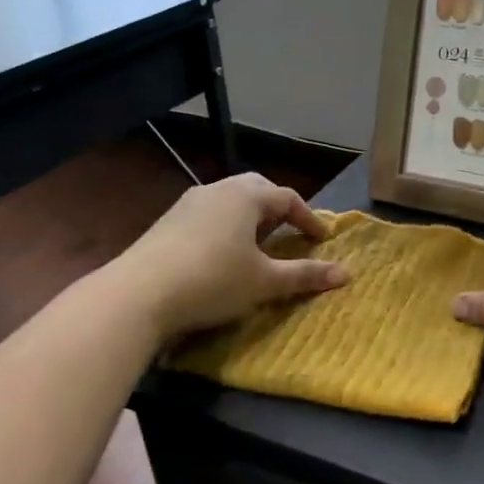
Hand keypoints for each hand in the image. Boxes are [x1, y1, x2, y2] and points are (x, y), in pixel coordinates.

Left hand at [119, 173, 346, 339]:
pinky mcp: (167, 221)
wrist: (137, 295)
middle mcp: (218, 189)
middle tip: (290, 232)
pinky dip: (226, 226)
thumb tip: (346, 274)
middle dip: (278, 209)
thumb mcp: (264, 281)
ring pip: (230, 200)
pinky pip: (208, 214)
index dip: (309, 218)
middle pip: (258, 189)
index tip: (322, 240)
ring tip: (258, 243)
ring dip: (250, 217)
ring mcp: (188, 203)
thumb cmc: (213, 280)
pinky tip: (222, 253)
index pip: (288, 198)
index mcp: (247, 195)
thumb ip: (305, 275)